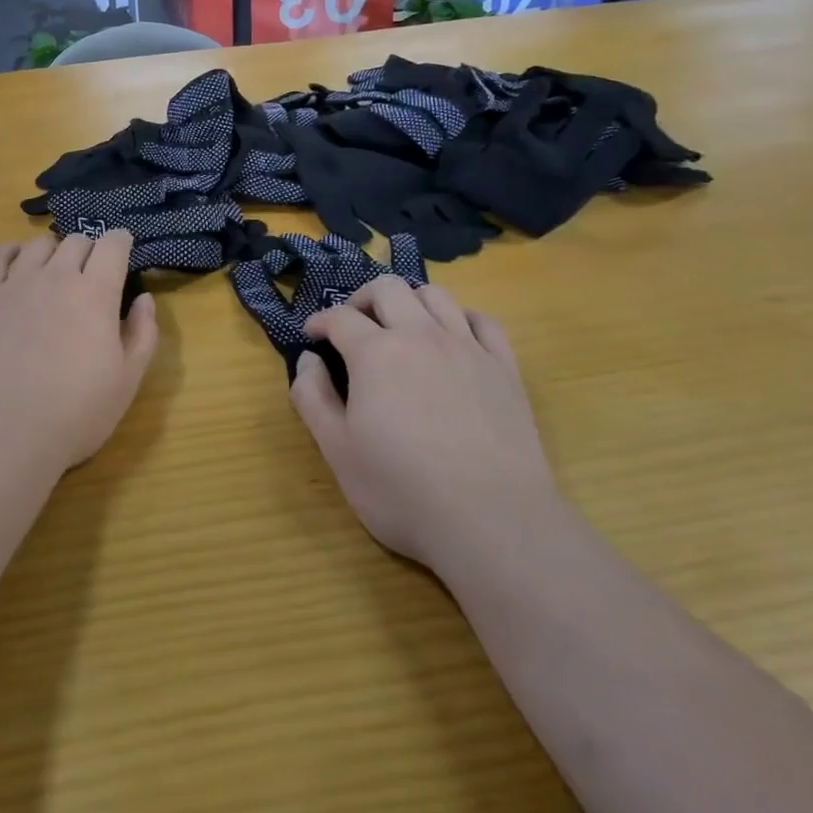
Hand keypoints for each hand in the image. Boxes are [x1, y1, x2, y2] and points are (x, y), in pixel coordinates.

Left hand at [0, 232, 158, 473]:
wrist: (6, 433)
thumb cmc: (76, 413)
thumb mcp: (128, 381)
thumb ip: (143, 333)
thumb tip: (144, 299)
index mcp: (96, 293)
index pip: (112, 244)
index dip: (121, 242)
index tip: (123, 252)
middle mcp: (57, 276)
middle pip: (77, 240)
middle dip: (89, 251)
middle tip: (90, 275)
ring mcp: (16, 283)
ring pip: (39, 244)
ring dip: (54, 253)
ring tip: (53, 274)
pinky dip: (12, 252)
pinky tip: (17, 267)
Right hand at [291, 276, 555, 571]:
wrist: (494, 524)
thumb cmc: (403, 490)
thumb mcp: (337, 450)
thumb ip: (312, 397)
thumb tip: (307, 360)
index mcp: (375, 352)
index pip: (339, 317)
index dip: (320, 322)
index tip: (312, 336)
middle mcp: (421, 336)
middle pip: (388, 288)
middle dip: (362, 299)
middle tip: (353, 326)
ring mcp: (468, 349)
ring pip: (436, 295)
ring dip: (410, 301)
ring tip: (401, 327)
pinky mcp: (505, 369)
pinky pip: (483, 322)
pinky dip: (461, 319)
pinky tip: (453, 338)